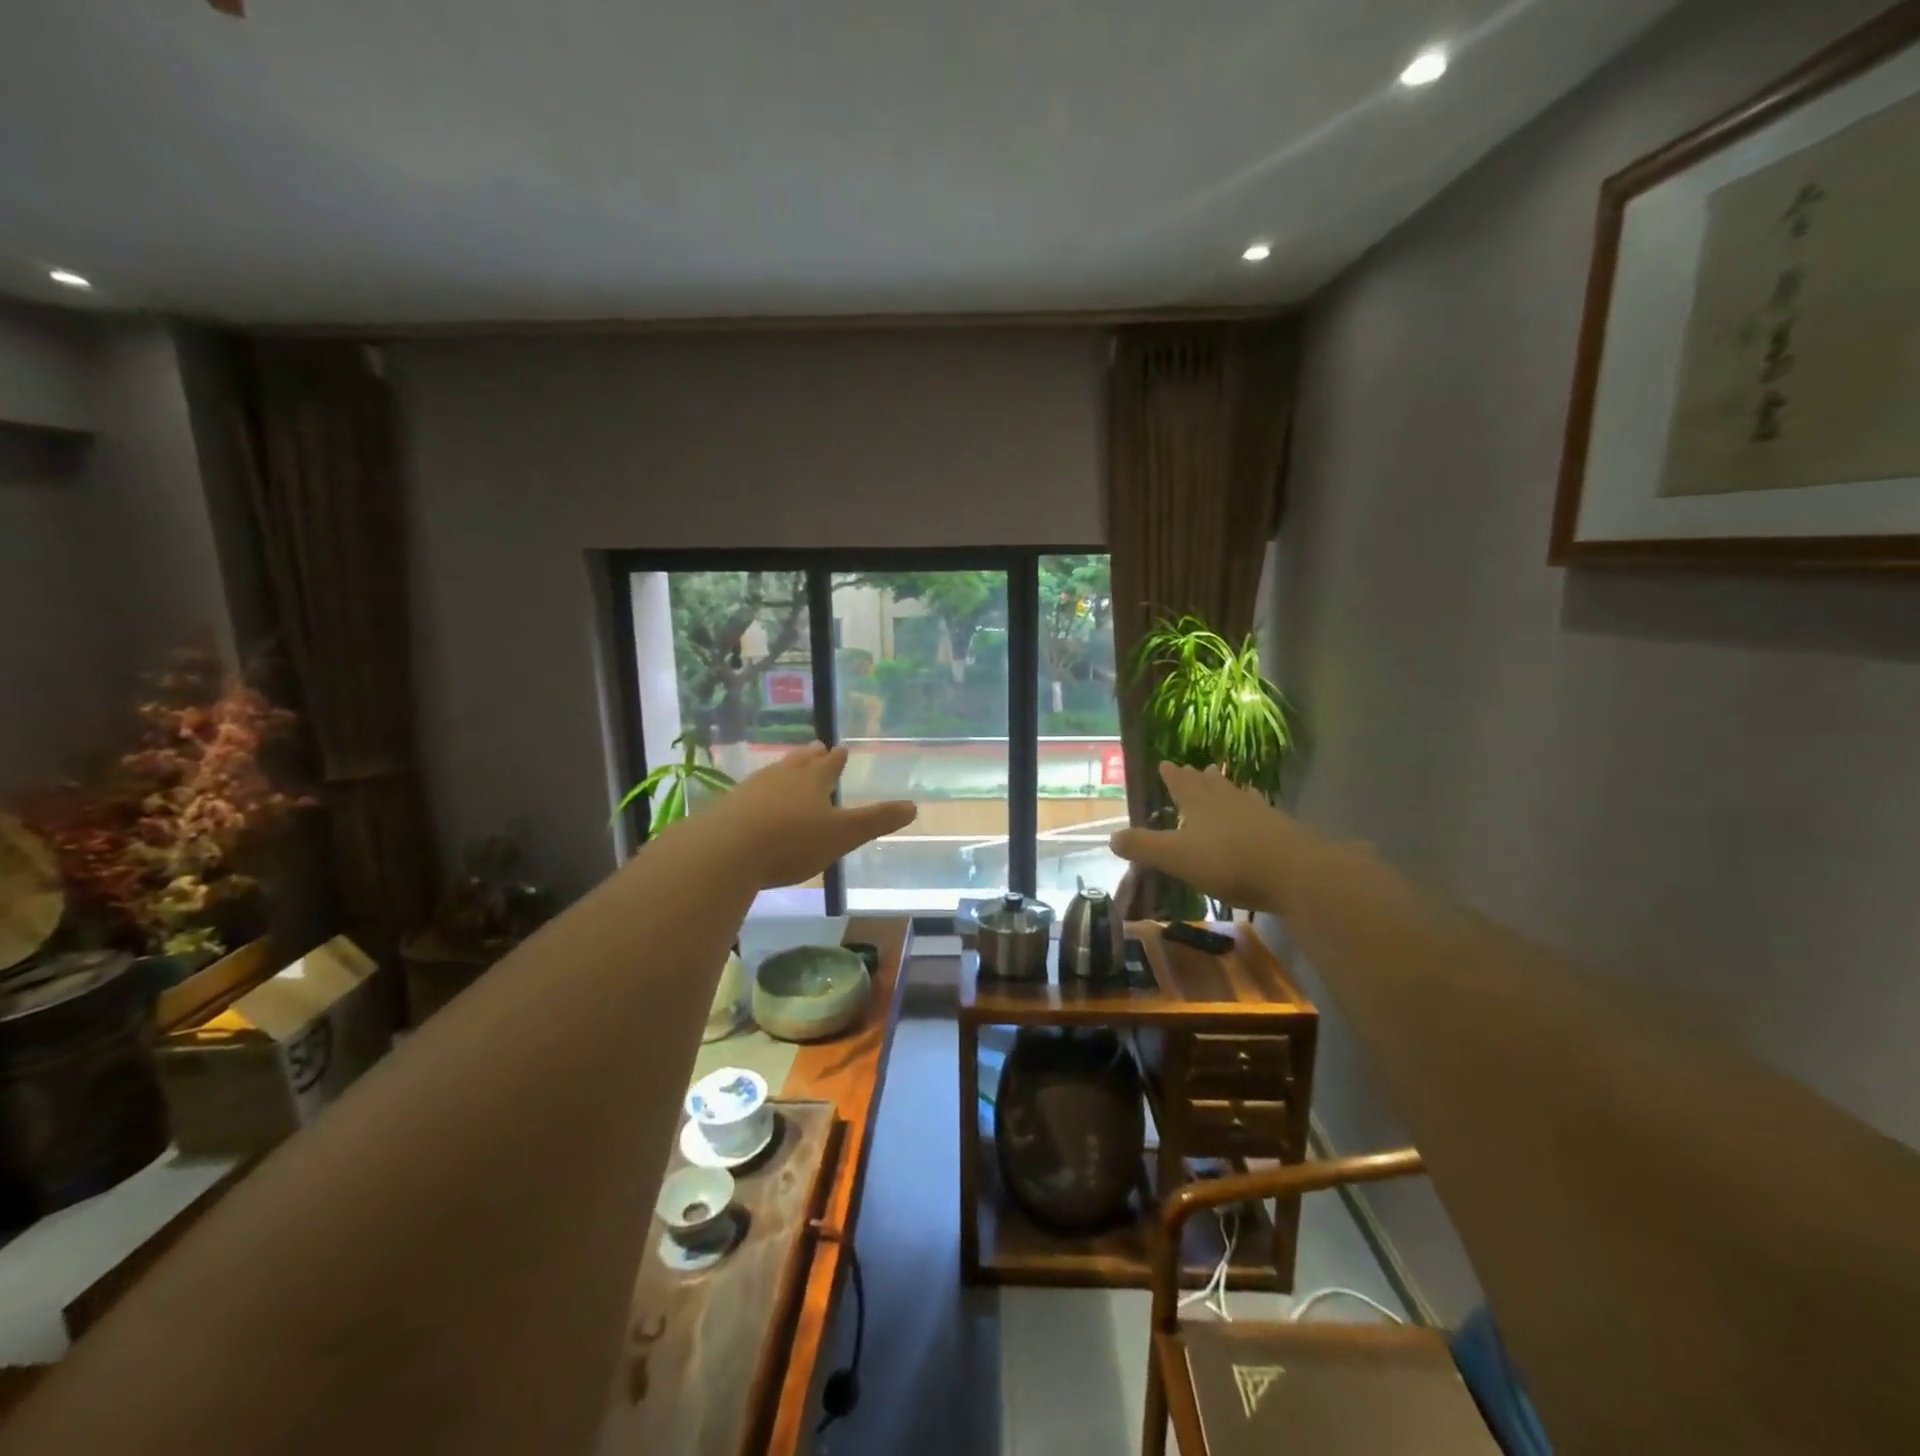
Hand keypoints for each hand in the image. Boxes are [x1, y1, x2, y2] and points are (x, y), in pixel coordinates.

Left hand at [690, 743, 916, 889]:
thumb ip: (876, 821)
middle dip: (810, 757)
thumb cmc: (791, 841)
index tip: (840, 749)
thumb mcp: (842, 834)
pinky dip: (759, 794)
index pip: (829, 765)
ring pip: (773, 774)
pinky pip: (749, 794)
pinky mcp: (727, 809)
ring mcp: (751, 791)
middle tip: (816, 746)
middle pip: (799, 763)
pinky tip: (755, 801)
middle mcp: (781, 778)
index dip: (836, 759)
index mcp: (812, 781)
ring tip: (788, 768)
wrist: (725, 852)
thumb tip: (914, 806)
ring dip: (784, 770)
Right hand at [1109, 763, 1308, 916]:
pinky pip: (1261, 811)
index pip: (1181, 785)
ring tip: (1223, 778)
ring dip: (1226, 787)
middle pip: (1210, 786)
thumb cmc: (1228, 862)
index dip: (1172, 776)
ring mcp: (1258, 814)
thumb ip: (1143, 847)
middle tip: (1195, 767)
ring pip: (1236, 795)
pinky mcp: (1281, 830)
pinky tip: (1260, 809)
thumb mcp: (1175, 857)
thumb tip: (1111, 837)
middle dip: (1199, 778)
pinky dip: (1254, 807)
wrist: (1294, 871)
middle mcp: (1228, 803)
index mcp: (1200, 806)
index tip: (1165, 762)